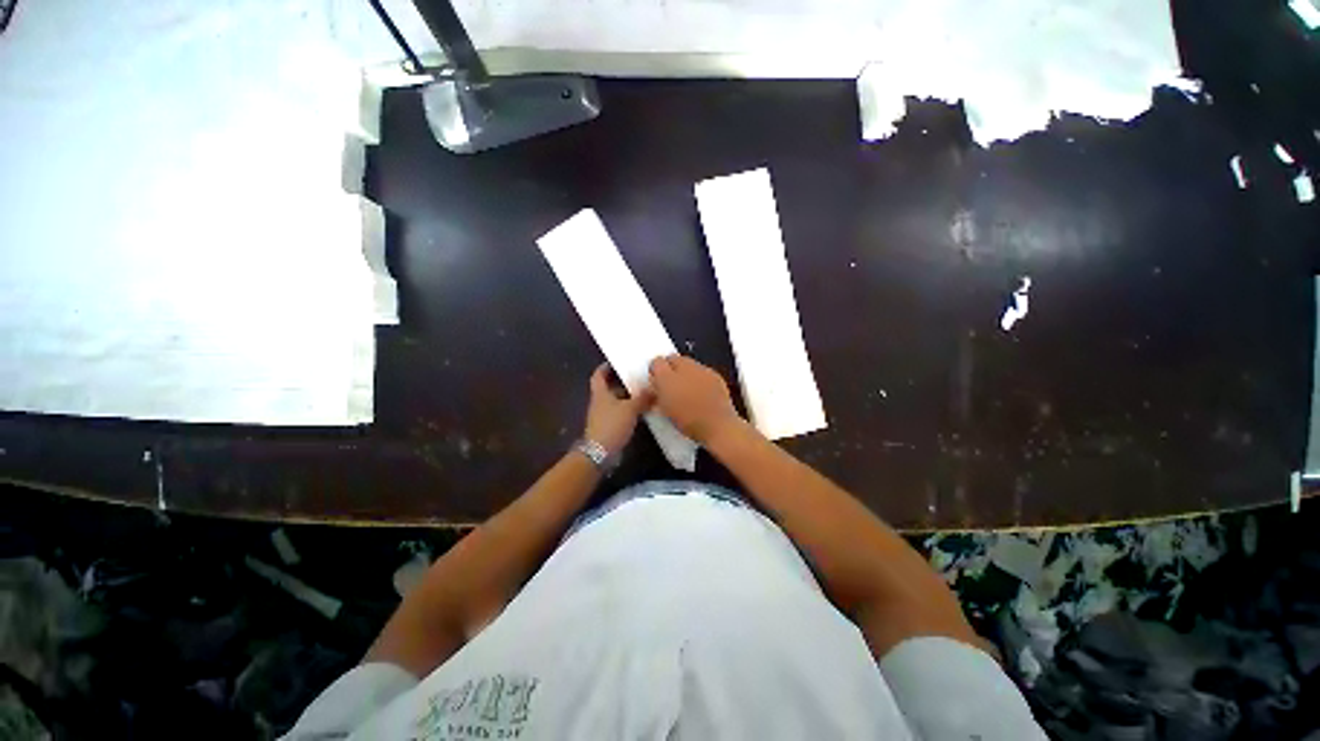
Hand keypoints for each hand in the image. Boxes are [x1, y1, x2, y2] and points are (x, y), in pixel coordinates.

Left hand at [583, 363, 653, 456]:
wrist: (600, 453)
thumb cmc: (612, 425)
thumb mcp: (630, 409)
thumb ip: (642, 398)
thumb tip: (654, 388)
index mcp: (600, 393)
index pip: (598, 375)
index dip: (605, 367)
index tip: (616, 362)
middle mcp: (600, 402)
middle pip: (609, 388)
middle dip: (622, 382)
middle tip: (638, 376)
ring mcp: (604, 415)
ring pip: (616, 401)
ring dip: (628, 397)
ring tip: (644, 391)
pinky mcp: (609, 426)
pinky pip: (620, 413)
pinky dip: (629, 409)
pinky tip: (642, 410)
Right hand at [648, 355, 742, 444]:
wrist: (718, 427)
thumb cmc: (688, 422)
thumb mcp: (664, 409)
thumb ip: (656, 392)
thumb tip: (654, 385)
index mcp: (667, 378)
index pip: (657, 362)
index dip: (655, 370)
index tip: (656, 380)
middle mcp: (685, 368)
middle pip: (673, 359)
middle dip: (670, 367)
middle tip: (670, 383)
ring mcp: (703, 370)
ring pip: (689, 364)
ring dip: (685, 371)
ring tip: (686, 388)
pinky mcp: (716, 376)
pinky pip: (703, 371)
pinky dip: (699, 377)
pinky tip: (701, 391)